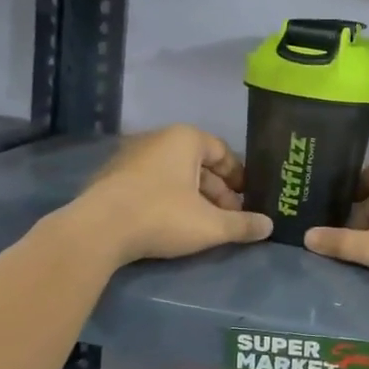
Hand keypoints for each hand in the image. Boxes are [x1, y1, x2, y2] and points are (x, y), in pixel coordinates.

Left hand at [64, 125, 272, 265]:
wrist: (99, 230)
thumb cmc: (162, 216)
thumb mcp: (211, 225)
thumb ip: (242, 224)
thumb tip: (269, 226)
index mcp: (184, 139)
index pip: (222, 150)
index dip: (238, 176)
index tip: (247, 198)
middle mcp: (157, 139)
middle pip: (197, 163)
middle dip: (217, 190)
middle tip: (229, 216)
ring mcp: (131, 156)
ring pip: (174, 174)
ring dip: (193, 196)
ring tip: (203, 223)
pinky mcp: (112, 178)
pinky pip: (151, 183)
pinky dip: (167, 198)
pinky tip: (171, 223)